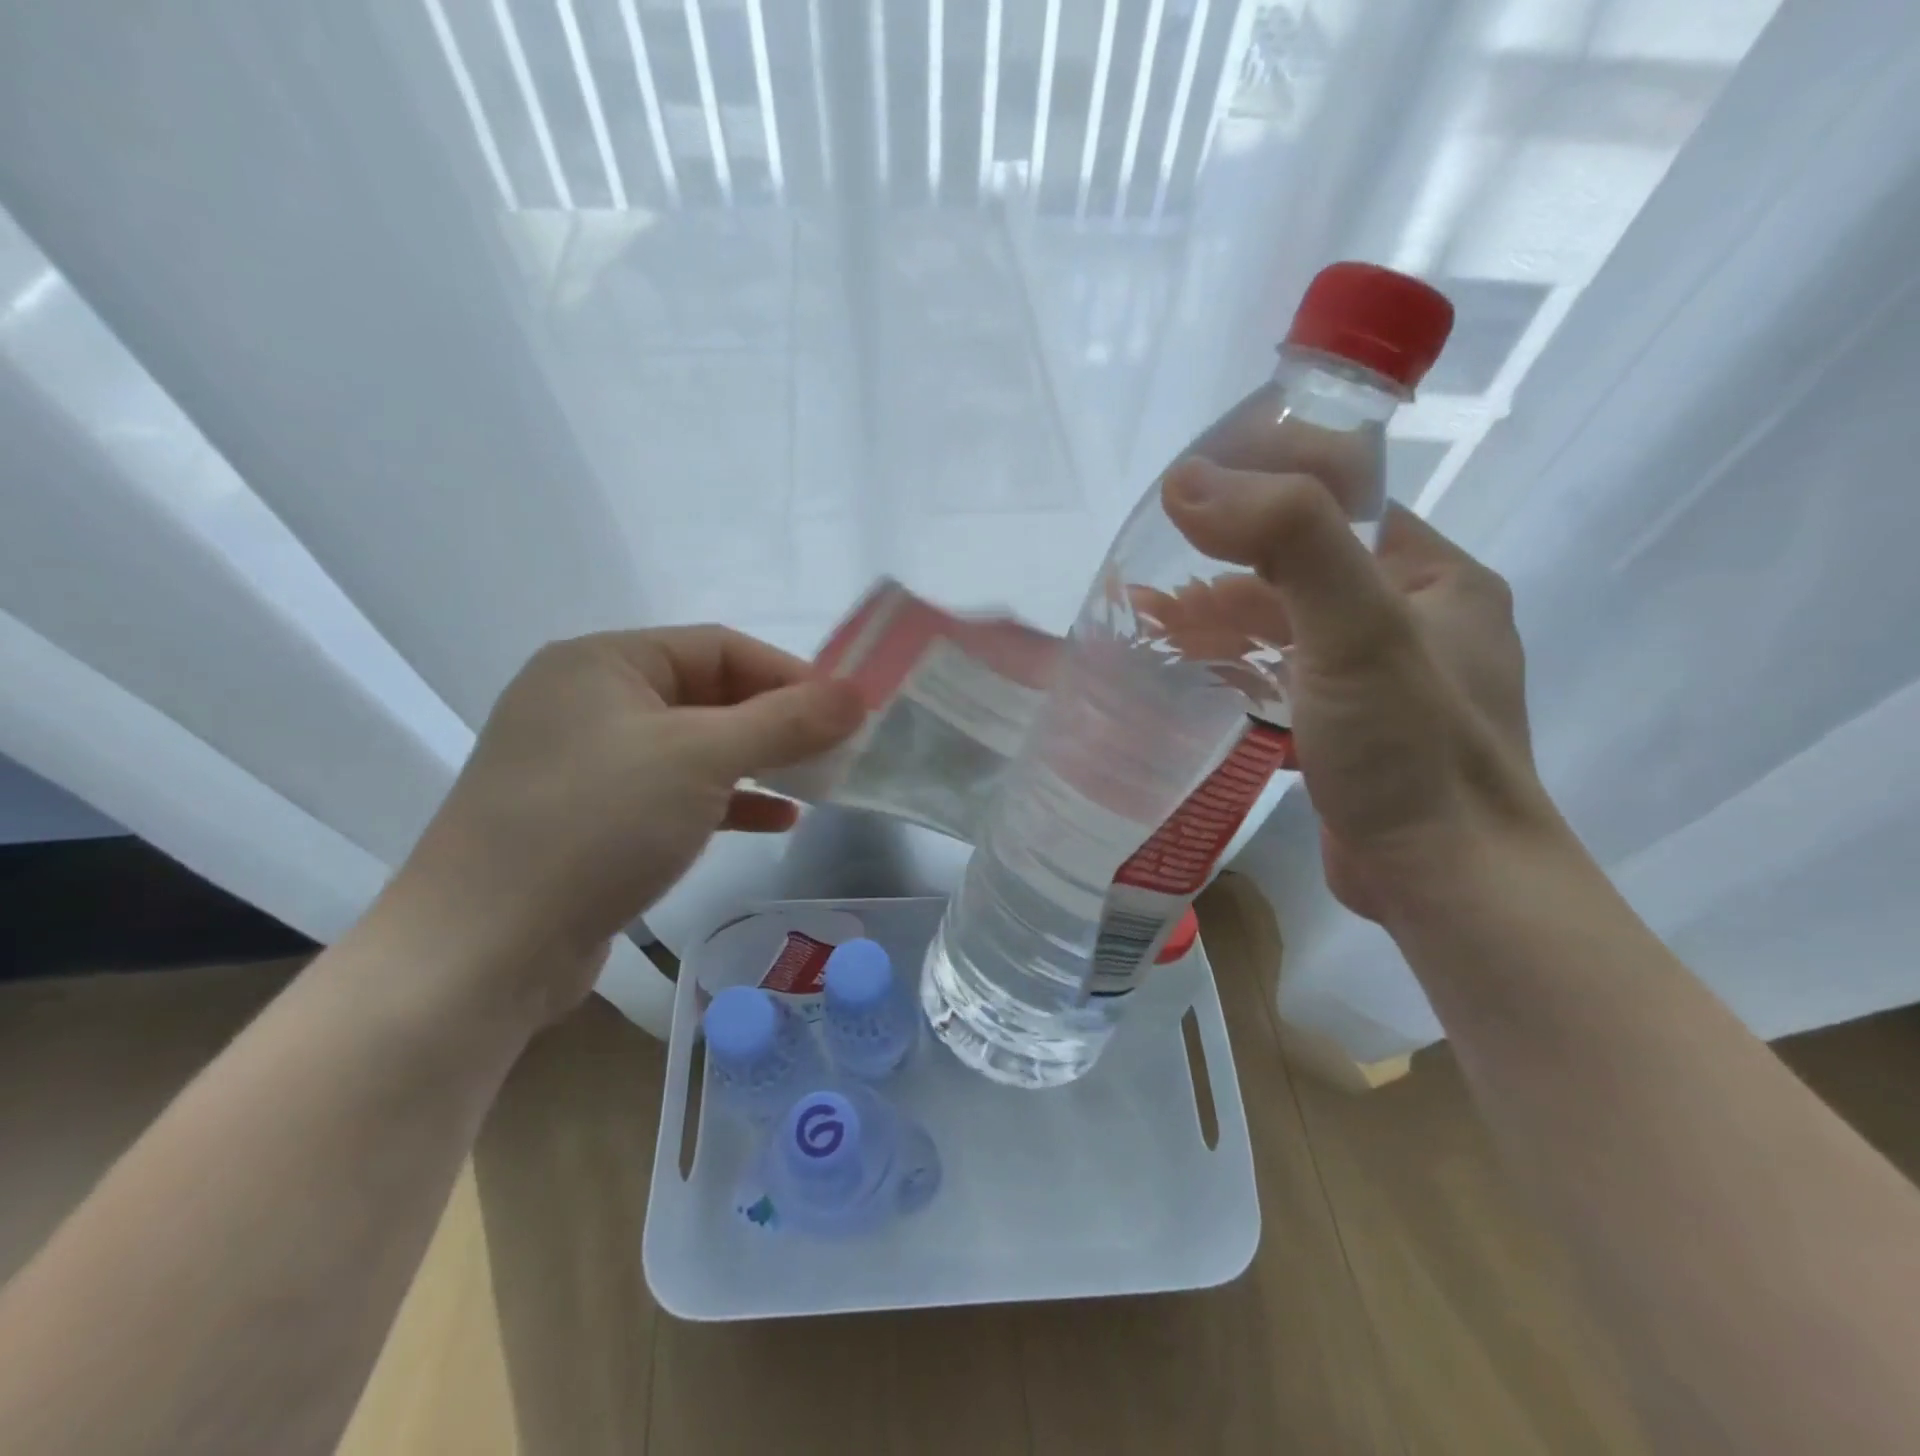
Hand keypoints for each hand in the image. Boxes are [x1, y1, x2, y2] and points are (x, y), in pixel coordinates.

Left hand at [388, 628, 863, 1019]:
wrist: (483, 950)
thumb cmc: (595, 824)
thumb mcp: (701, 759)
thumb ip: (785, 721)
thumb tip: (858, 695)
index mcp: (603, 662)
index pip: (719, 647)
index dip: (789, 675)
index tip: (846, 711)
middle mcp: (589, 701)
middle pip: (708, 695)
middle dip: (777, 722)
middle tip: (837, 751)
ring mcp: (587, 763)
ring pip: (695, 747)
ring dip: (758, 763)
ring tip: (816, 785)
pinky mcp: (592, 818)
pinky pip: (675, 793)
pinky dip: (727, 801)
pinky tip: (774, 820)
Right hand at [1161, 459, 1551, 922]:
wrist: (1448, 884)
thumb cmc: (1410, 748)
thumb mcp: (1358, 628)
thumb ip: (1288, 539)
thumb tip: (1188, 481)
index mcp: (1435, 578)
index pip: (1340, 507)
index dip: (1262, 497)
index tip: (1187, 508)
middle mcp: (1416, 622)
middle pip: (1304, 573)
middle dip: (1224, 575)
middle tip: (1149, 591)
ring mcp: (1385, 683)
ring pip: (1290, 631)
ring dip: (1224, 626)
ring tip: (1154, 633)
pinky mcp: (1353, 733)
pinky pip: (1287, 682)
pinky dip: (1240, 673)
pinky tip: (1196, 682)